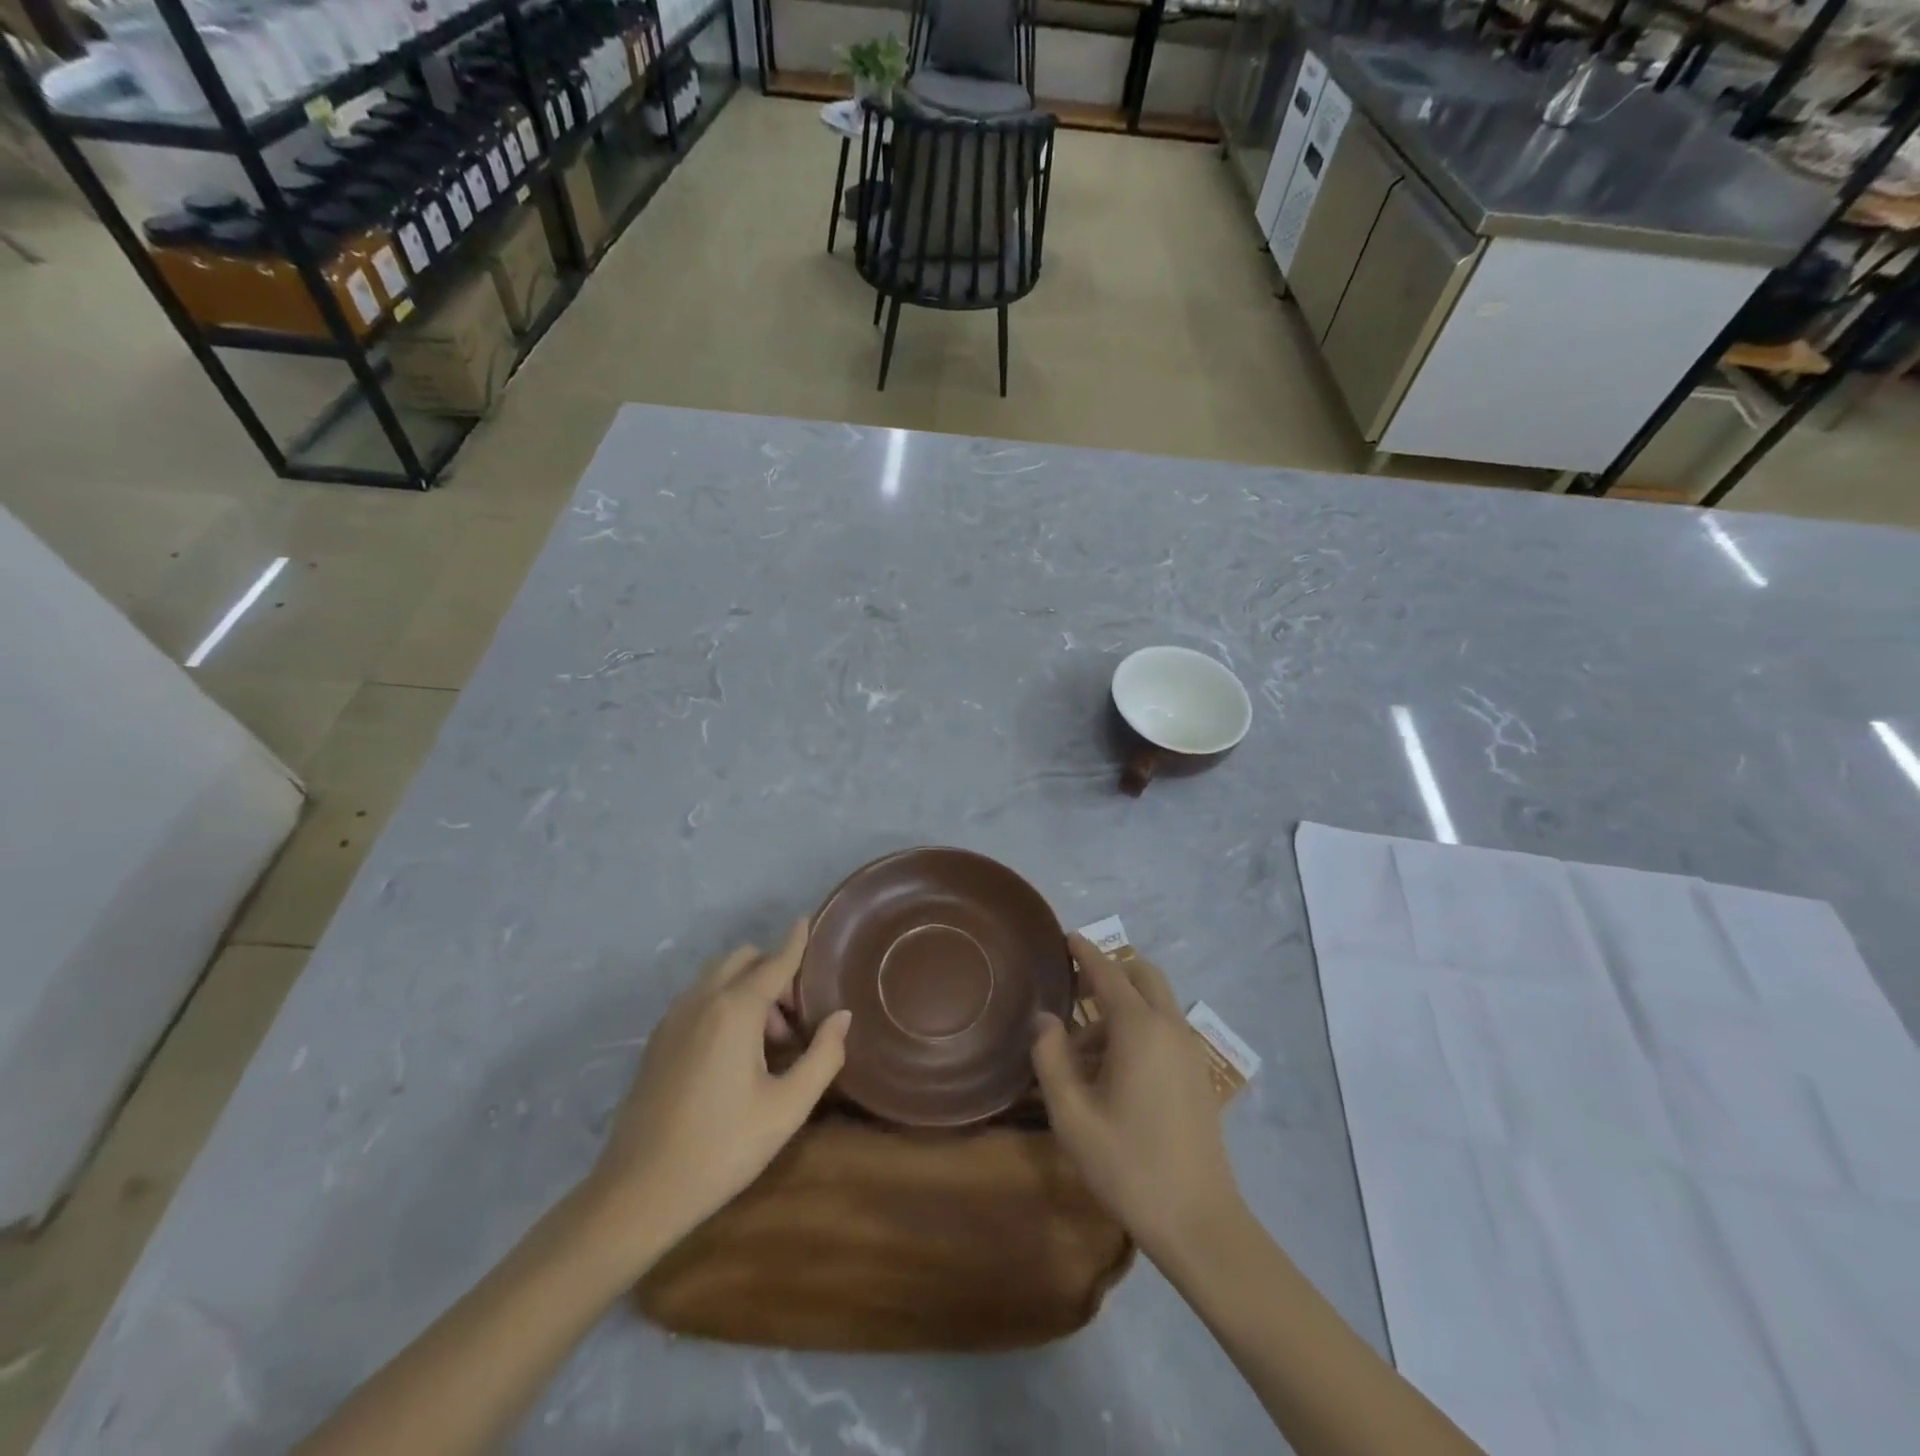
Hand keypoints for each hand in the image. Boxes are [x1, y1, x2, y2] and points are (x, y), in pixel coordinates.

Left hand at [581, 920, 850, 1260]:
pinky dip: (723, 1004)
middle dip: (773, 973)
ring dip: (748, 989)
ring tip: (766, 1045)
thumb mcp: (787, 1108)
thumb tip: (841, 1017)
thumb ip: (823, 1056)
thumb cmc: (722, 1148)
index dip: (795, 941)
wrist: (637, 1193)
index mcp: (735, 1010)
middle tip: (793, 1021)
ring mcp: (673, 1018)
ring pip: (718, 978)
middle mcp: (702, 1000)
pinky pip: (699, 999)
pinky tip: (732, 1054)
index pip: (775, 962)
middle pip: (743, 959)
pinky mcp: (657, 1040)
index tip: (806, 920)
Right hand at [1032, 933, 1241, 1261]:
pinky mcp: (1197, 1074)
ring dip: (1121, 1006)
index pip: (1109, 973)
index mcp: (1140, 1029)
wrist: (1199, 1222)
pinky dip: (1138, 1026)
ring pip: (1155, 1003)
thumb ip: (1051, 1058)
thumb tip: (1044, 1018)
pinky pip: (1165, 1028)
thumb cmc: (1128, 1165)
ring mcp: (1189, 1051)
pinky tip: (1112, 1069)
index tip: (1066, 937)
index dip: (1086, 952)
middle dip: (1109, 972)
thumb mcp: (1073, 1115)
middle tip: (1073, 988)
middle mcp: (1170, 1027)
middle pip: (1142, 976)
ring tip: (1082, 1049)